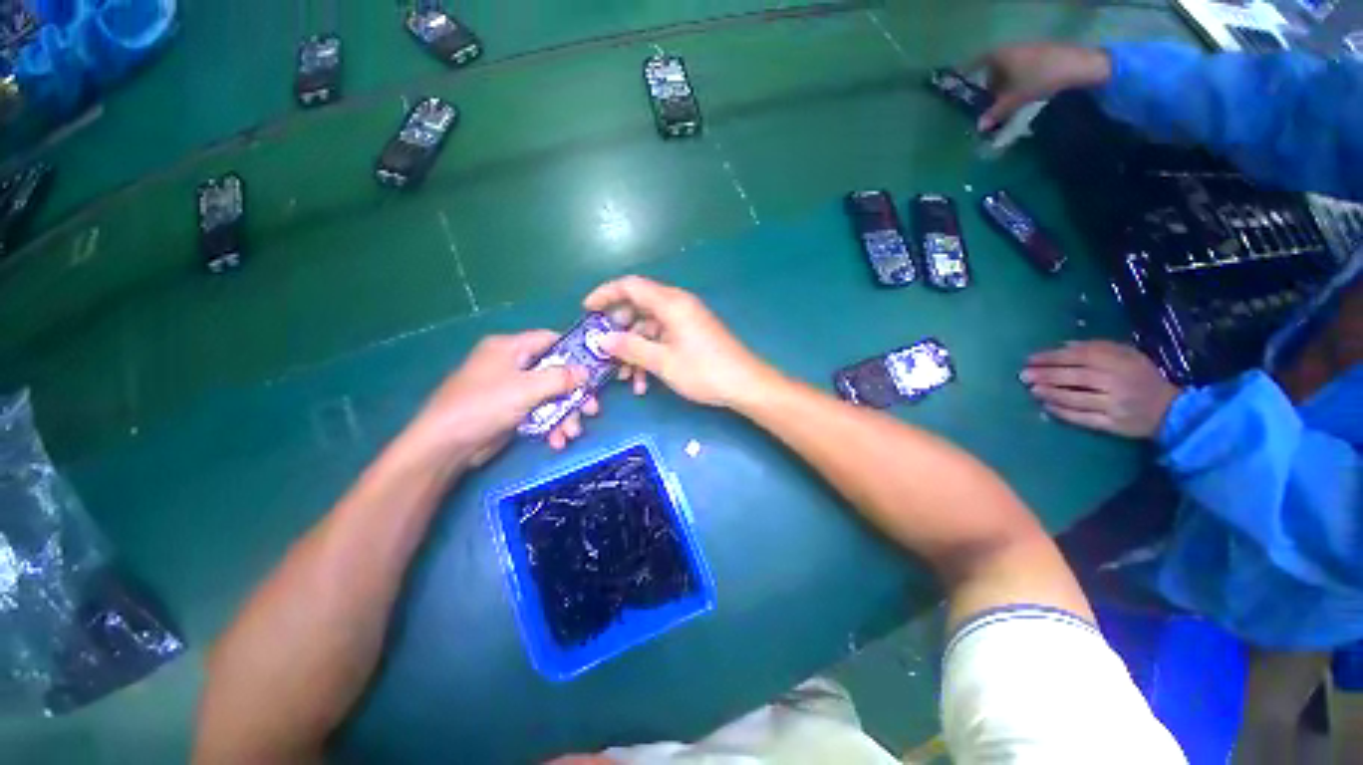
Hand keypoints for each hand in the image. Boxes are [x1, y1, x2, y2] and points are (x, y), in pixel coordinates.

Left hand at [405, 331, 594, 466]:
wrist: (445, 447)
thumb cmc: (484, 405)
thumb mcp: (526, 388)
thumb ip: (560, 378)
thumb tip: (586, 372)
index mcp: (509, 348)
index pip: (549, 340)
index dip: (574, 353)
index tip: (594, 370)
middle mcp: (512, 365)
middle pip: (555, 373)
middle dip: (574, 394)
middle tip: (592, 410)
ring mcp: (511, 390)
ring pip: (550, 396)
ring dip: (565, 415)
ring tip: (571, 434)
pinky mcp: (511, 411)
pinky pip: (540, 413)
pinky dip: (551, 425)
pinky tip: (556, 441)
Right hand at [583, 275, 775, 408]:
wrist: (746, 385)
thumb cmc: (704, 371)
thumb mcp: (662, 362)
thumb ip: (630, 348)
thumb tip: (602, 339)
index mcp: (670, 303)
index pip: (630, 286)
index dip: (605, 294)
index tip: (586, 311)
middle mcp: (677, 305)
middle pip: (638, 307)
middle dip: (618, 330)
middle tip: (604, 351)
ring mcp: (686, 321)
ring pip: (649, 328)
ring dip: (634, 351)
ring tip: (625, 378)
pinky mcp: (692, 335)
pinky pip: (663, 339)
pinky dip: (650, 356)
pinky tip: (644, 383)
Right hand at [971, 43, 1112, 131]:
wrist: (1077, 65)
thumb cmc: (1039, 78)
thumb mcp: (1015, 99)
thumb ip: (996, 112)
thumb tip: (979, 126)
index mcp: (998, 54)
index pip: (976, 62)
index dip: (969, 73)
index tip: (964, 84)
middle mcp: (1010, 47)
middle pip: (993, 65)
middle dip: (989, 81)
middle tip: (987, 100)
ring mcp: (1027, 48)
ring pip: (1008, 66)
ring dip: (1004, 81)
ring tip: (1005, 99)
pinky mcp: (1041, 52)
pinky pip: (1021, 65)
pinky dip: (1017, 77)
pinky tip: (1021, 91)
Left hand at [1020, 341, 1179, 438]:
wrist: (1173, 410)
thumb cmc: (1142, 377)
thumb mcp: (1126, 355)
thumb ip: (1097, 348)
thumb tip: (1064, 346)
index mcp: (1118, 361)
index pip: (1078, 356)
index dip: (1051, 357)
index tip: (1030, 359)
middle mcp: (1116, 381)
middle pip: (1073, 377)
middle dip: (1045, 376)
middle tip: (1023, 375)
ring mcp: (1114, 404)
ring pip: (1074, 398)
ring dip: (1050, 394)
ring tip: (1032, 390)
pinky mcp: (1113, 424)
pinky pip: (1082, 418)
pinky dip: (1062, 412)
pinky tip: (1047, 407)